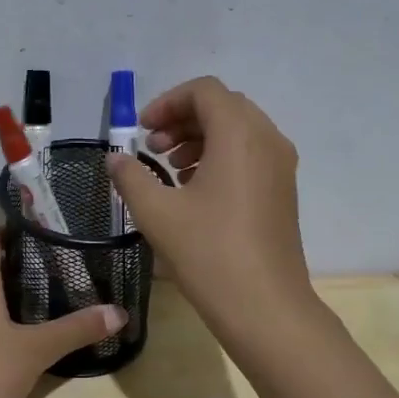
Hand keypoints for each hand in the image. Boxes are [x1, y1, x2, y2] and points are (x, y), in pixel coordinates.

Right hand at [107, 76, 311, 330]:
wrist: (264, 306)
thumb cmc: (208, 253)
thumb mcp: (156, 213)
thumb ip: (131, 177)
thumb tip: (115, 159)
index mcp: (239, 134)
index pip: (204, 91)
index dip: (167, 102)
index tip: (141, 131)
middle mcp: (267, 140)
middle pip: (224, 107)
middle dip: (183, 120)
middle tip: (153, 149)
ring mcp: (281, 167)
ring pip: (239, 131)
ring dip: (201, 139)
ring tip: (171, 170)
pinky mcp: (283, 191)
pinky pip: (251, 155)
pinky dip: (220, 158)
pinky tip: (195, 192)